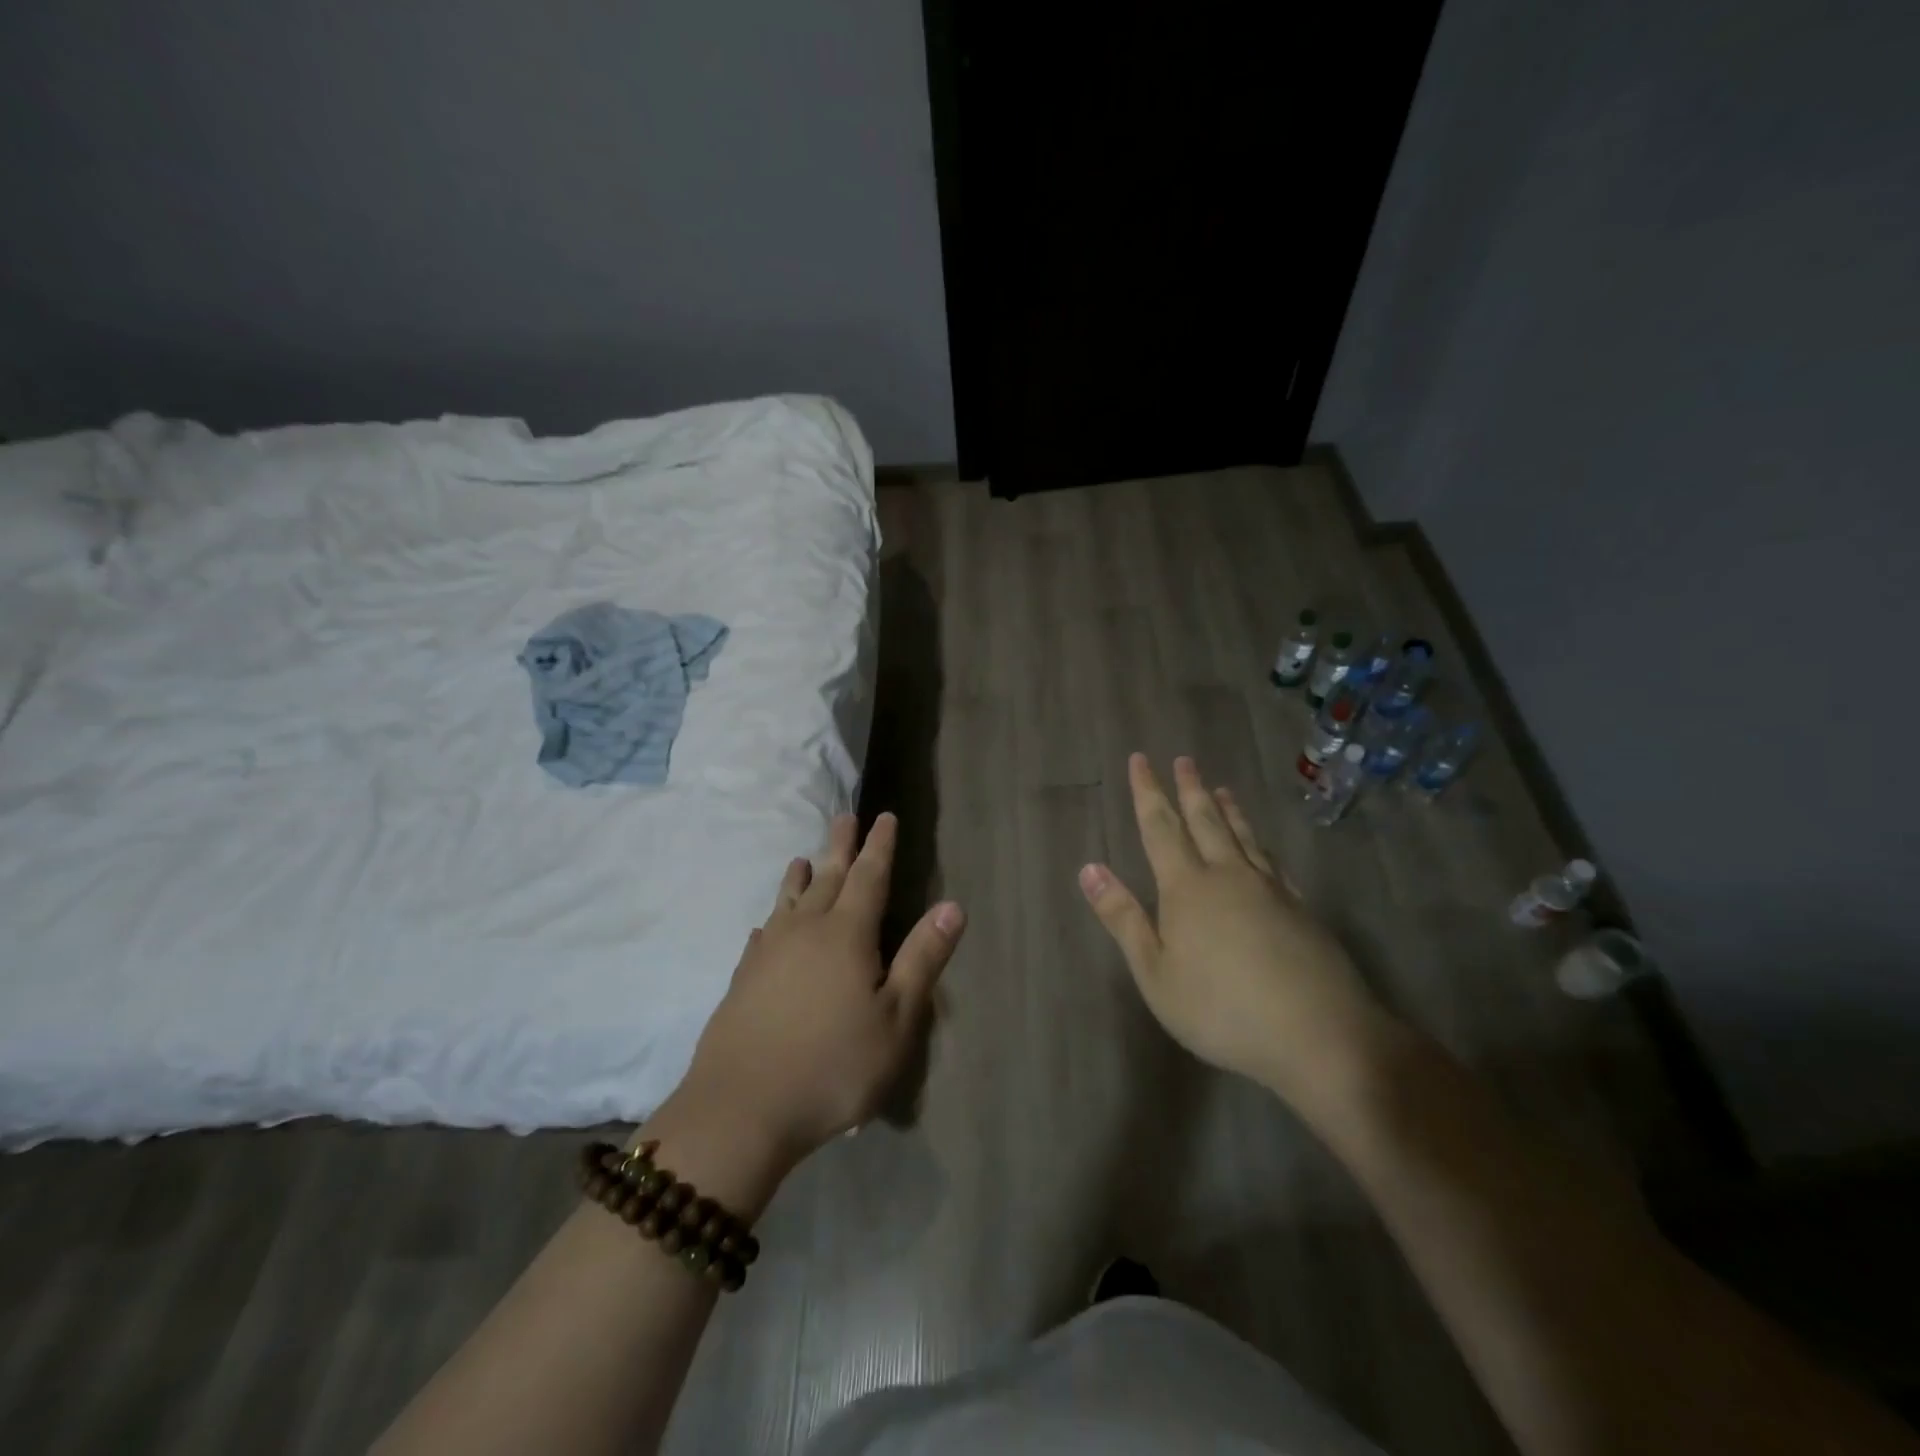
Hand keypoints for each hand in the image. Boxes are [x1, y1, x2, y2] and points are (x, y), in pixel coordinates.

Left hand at [677, 812, 964, 1165]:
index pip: (869, 876)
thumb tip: (952, 906)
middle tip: (846, 816)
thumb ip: (922, 959)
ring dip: (801, 876)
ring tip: (804, 857)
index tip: (884, 816)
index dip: (879, 845)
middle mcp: (805, 930)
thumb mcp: (896, 1020)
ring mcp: (768, 953)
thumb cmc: (833, 1066)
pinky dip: (772, 919)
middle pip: (827, 877)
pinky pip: (762, 934)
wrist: (741, 1108)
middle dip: (841, 846)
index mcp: (847, 934)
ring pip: (789, 901)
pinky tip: (767, 925)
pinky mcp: (743, 978)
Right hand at [1079, 754, 1396, 1104]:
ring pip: (1244, 837)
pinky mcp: (1301, 910)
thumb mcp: (1155, 972)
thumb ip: (1123, 918)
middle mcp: (1228, 876)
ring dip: (1228, 810)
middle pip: (1205, 822)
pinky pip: (1274, 863)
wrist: (1318, 1034)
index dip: (1147, 793)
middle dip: (1190, 789)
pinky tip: (1263, 849)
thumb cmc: (1221, 1008)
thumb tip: (1089, 868)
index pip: (1160, 828)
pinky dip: (1261, 845)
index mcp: (1187, 887)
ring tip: (1221, 789)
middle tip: (1184, 760)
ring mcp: (1271, 890)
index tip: (1140, 759)